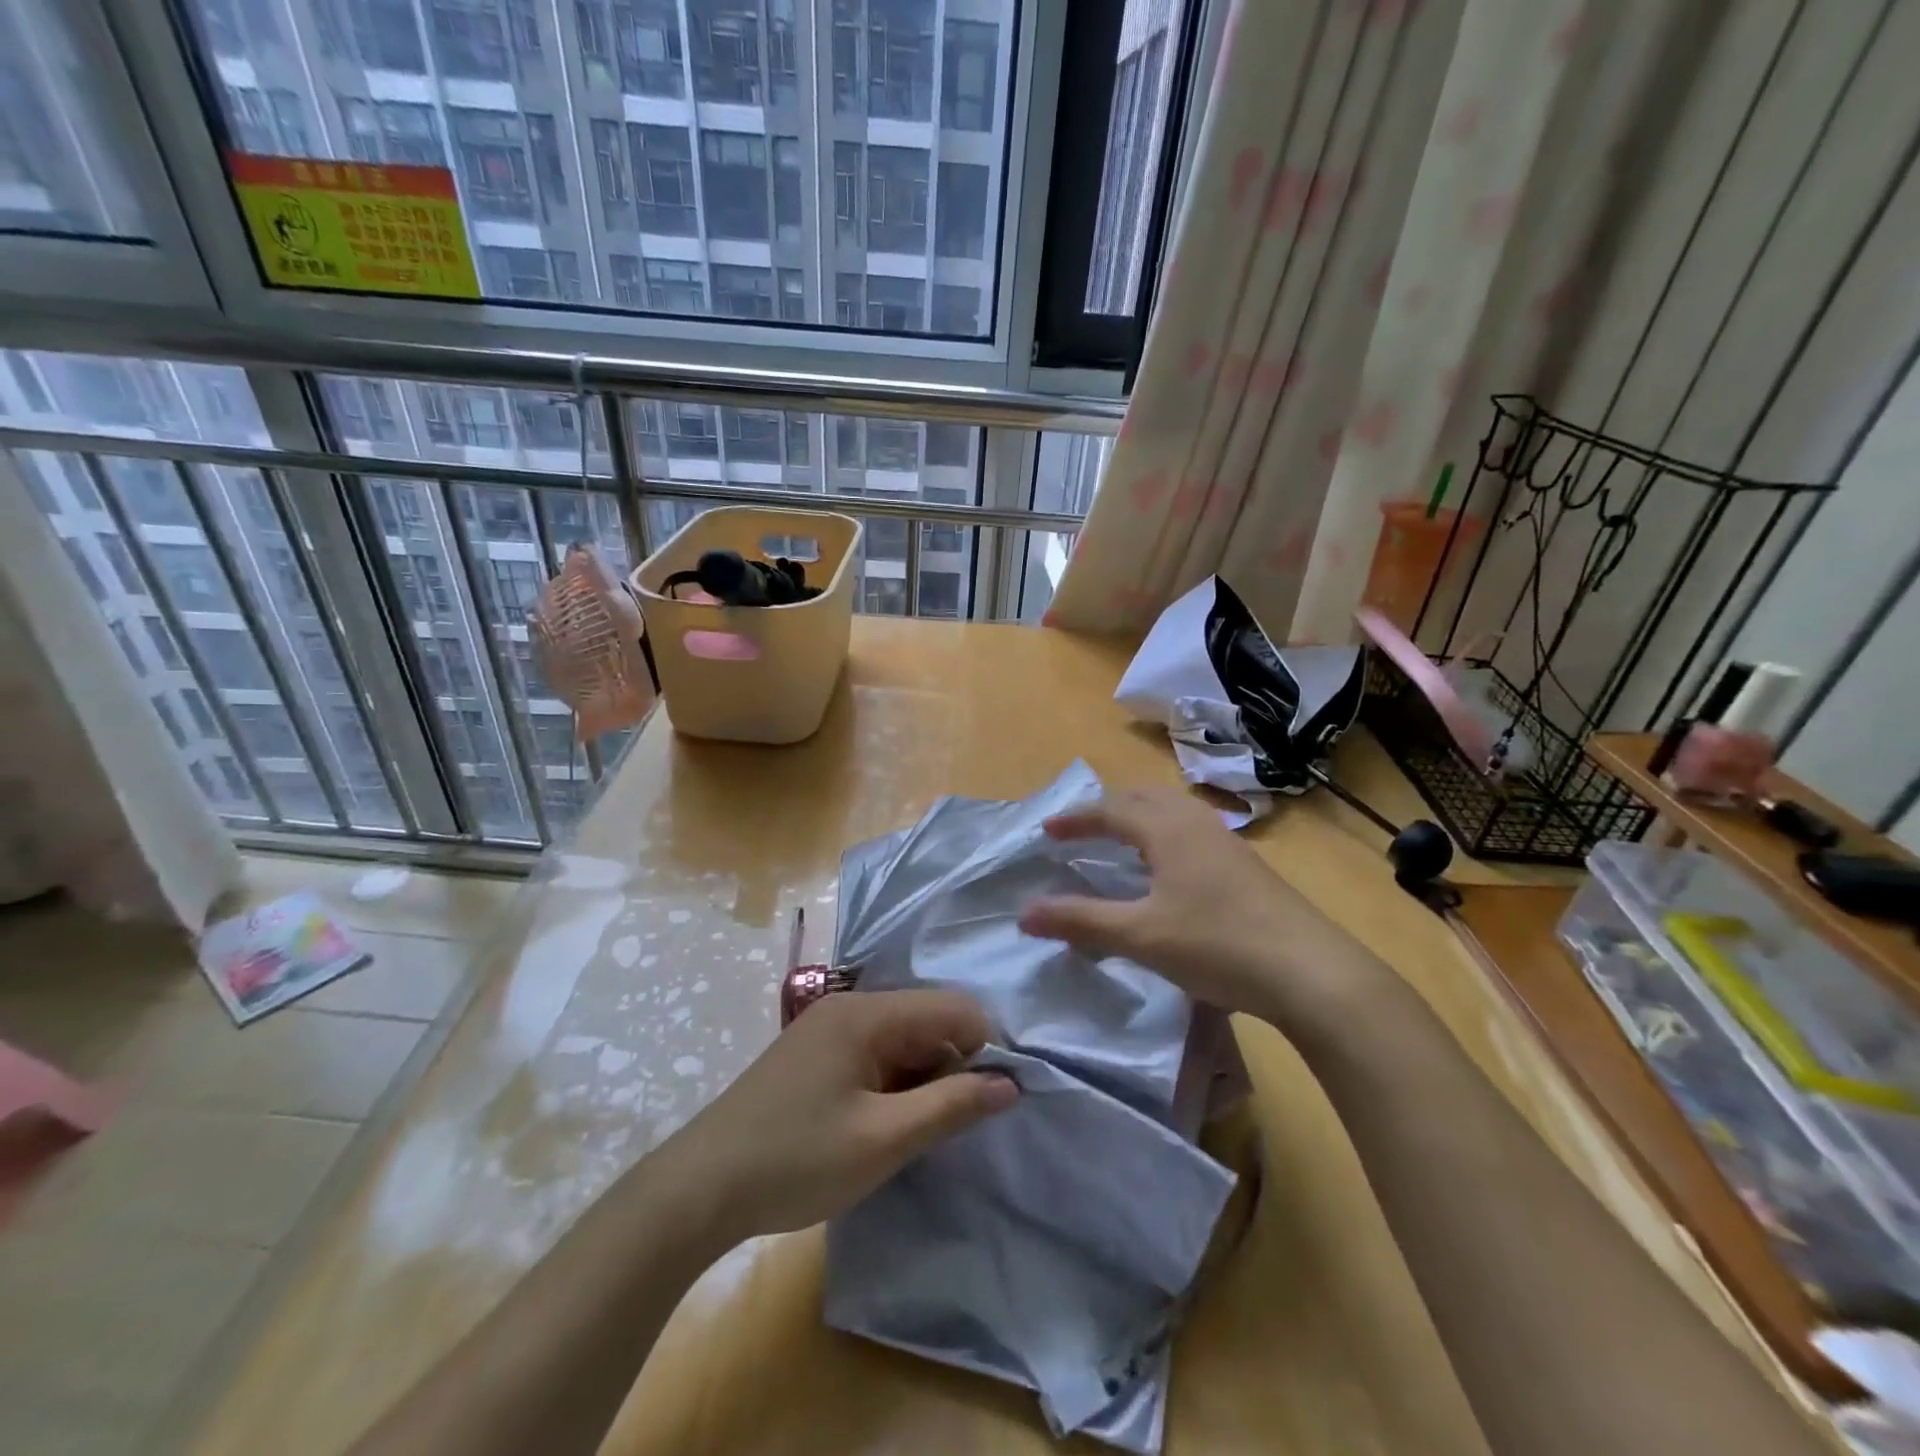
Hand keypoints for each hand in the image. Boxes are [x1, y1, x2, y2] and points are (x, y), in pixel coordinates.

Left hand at [655, 990, 1017, 1243]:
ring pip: (902, 1040)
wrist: (698, 1189)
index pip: (953, 1007)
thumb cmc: (796, 1160)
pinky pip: (874, 1054)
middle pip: (927, 1020)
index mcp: (867, 1013)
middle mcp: (849, 1007)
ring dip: (920, 1080)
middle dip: (950, 1066)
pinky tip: (880, 1125)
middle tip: (942, 1127)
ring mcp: (827, 1028)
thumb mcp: (882, 1140)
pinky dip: (892, 1084)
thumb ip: (950, 1106)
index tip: (985, 1104)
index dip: (982, 1050)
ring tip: (910, 1133)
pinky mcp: (814, 1054)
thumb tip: (1010, 1083)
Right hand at [1017, 787, 1386, 1036]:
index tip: (1047, 832)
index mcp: (1168, 829)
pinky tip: (1168, 868)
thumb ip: (1081, 921)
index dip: (1076, 819)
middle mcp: (1197, 823)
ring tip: (1121, 841)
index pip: (1111, 809)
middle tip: (1082, 829)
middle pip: (1145, 796)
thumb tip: (1024, 913)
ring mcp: (1227, 842)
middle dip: (1108, 807)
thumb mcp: (1140, 936)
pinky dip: (1164, 834)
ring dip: (1140, 817)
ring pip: (1173, 811)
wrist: (1310, 971)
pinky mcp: (1246, 866)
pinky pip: (1192, 830)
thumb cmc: (1217, 944)